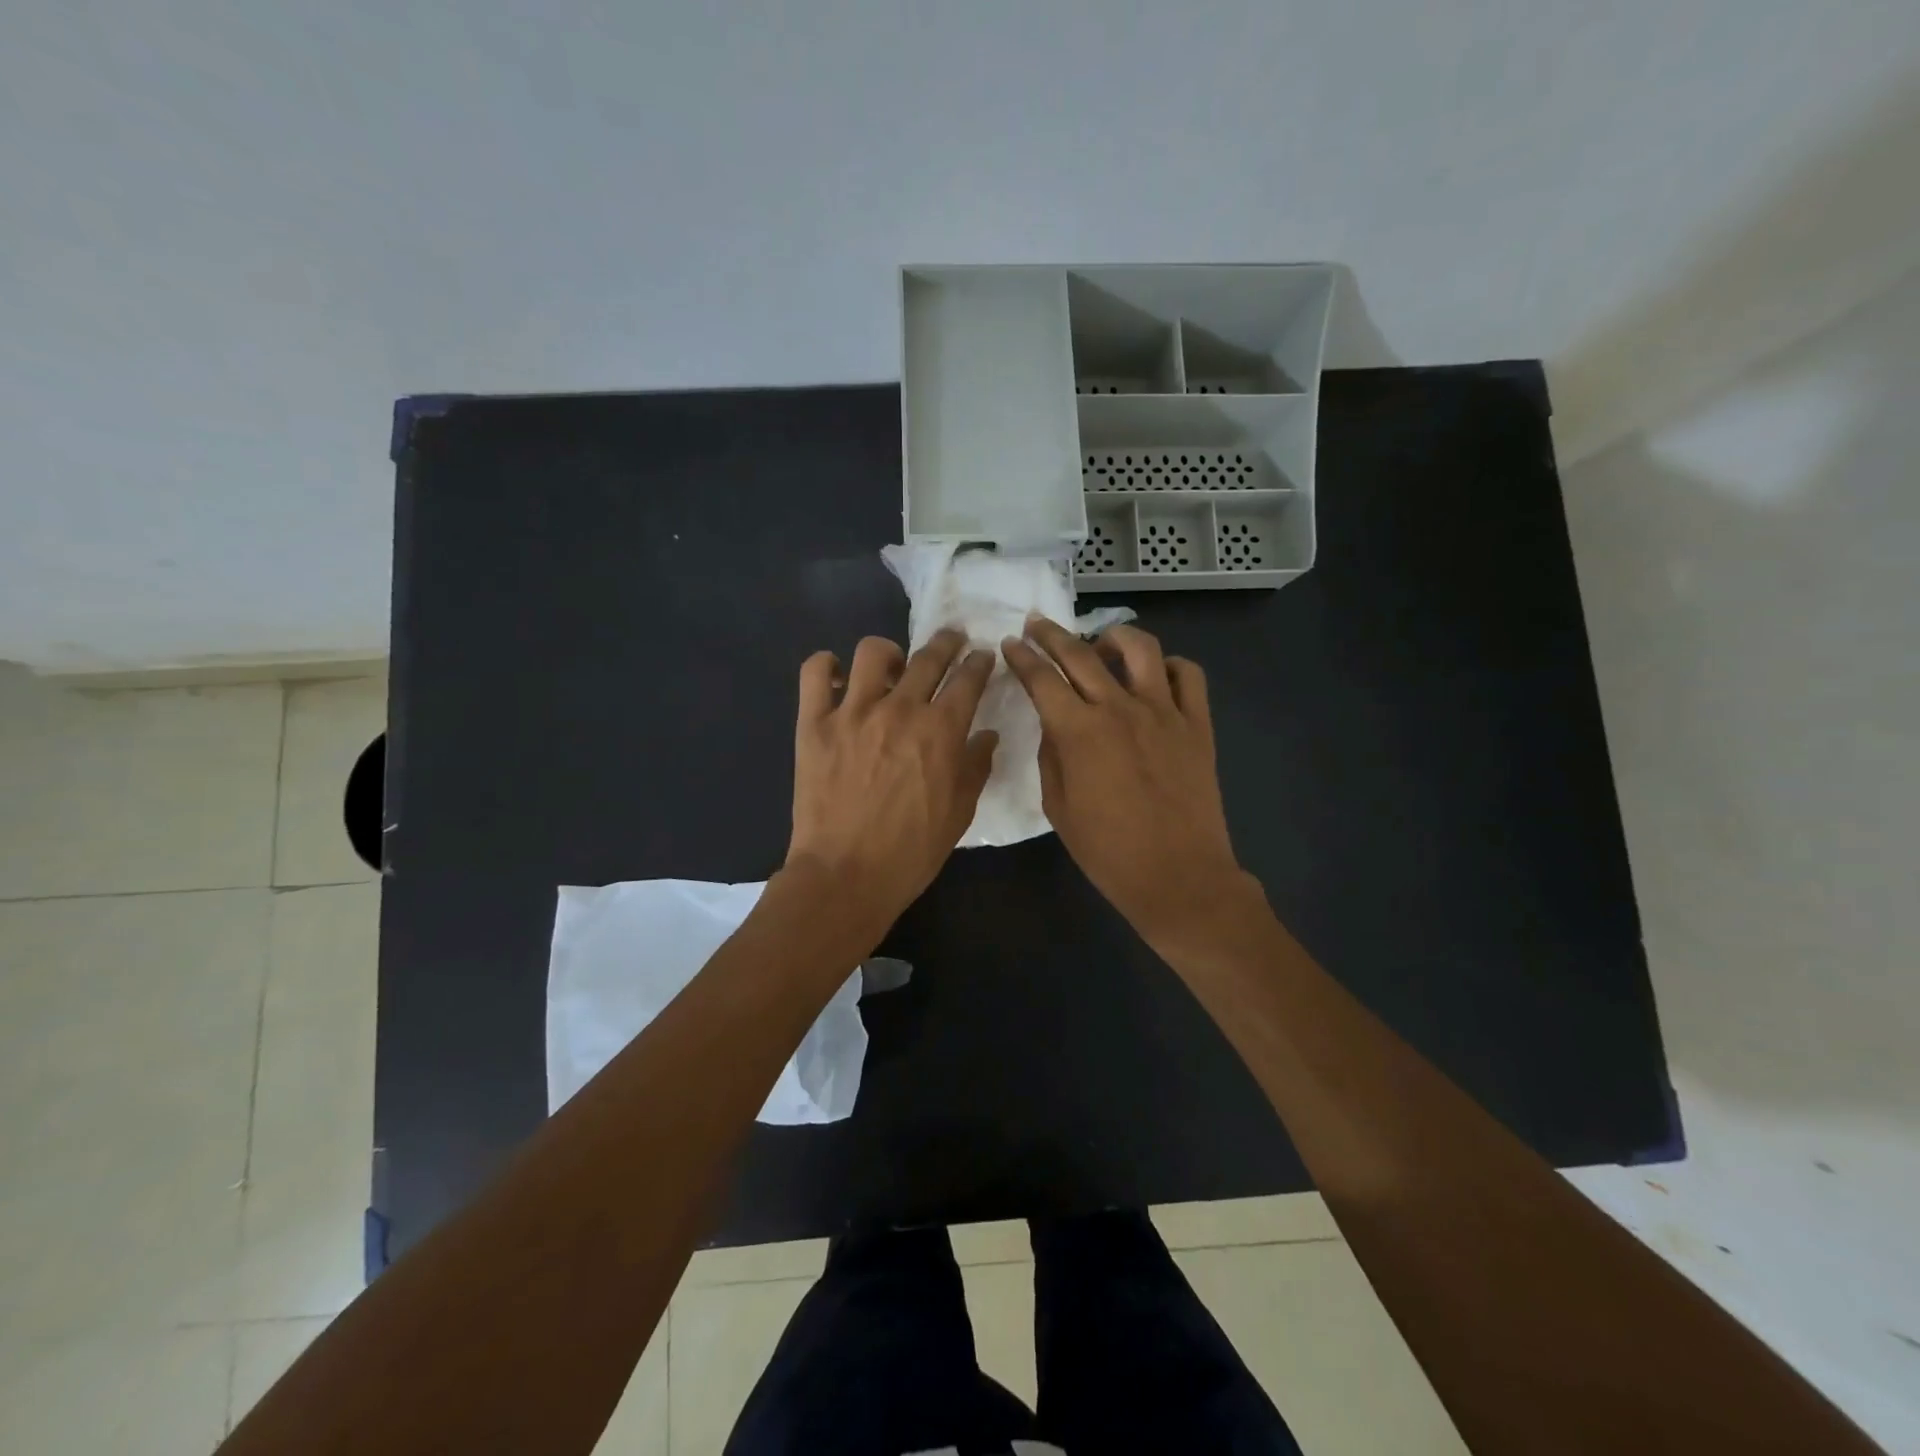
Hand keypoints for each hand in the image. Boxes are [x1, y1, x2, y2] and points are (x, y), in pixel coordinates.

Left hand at [785, 629, 998, 943]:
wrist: (846, 875)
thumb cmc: (911, 851)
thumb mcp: (959, 813)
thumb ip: (976, 767)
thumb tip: (987, 734)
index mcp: (941, 731)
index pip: (968, 680)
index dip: (979, 663)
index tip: (982, 657)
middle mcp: (900, 709)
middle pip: (929, 657)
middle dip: (947, 642)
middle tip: (951, 640)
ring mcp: (853, 712)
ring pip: (873, 652)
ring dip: (889, 652)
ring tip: (891, 666)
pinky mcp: (814, 723)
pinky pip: (816, 672)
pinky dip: (828, 665)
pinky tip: (839, 677)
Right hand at [1002, 619, 1248, 947]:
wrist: (1178, 876)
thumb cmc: (1108, 851)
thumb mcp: (1058, 808)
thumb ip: (1051, 756)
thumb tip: (1055, 725)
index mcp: (1079, 732)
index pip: (1042, 679)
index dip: (1022, 658)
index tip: (1010, 645)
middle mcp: (1120, 709)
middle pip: (1081, 653)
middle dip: (1052, 634)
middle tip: (1036, 625)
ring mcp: (1164, 712)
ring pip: (1140, 648)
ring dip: (1113, 637)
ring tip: (1100, 645)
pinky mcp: (1197, 724)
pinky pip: (1188, 674)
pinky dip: (1168, 666)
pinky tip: (1153, 678)